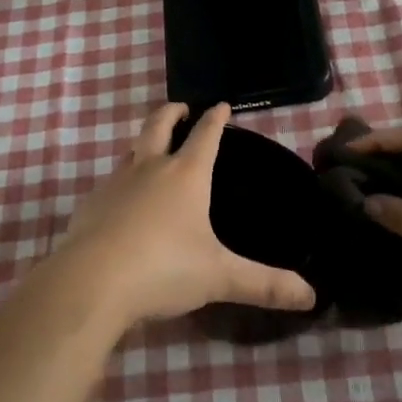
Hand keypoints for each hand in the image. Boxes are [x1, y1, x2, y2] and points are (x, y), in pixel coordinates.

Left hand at [57, 102, 318, 326]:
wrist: (90, 283)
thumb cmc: (163, 268)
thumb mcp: (219, 277)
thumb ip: (264, 284)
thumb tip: (311, 296)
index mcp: (185, 175)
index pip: (206, 135)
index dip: (216, 118)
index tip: (222, 105)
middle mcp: (150, 168)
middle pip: (159, 124)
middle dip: (172, 112)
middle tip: (182, 108)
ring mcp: (116, 183)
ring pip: (132, 150)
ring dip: (145, 143)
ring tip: (153, 150)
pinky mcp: (91, 204)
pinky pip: (111, 181)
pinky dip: (124, 179)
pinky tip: (124, 201)